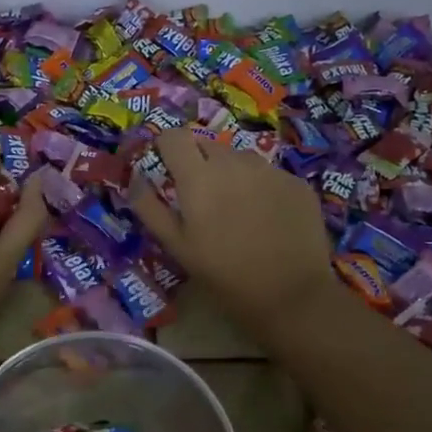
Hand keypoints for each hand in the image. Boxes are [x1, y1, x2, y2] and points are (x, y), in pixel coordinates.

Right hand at [130, 127, 340, 340]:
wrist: (291, 294)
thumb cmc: (224, 274)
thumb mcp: (177, 247)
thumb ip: (150, 207)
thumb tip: (136, 177)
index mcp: (199, 177)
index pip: (174, 136)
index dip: (166, 147)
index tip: (166, 167)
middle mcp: (234, 162)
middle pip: (207, 146)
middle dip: (198, 163)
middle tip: (201, 199)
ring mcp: (269, 169)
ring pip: (239, 159)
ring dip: (230, 174)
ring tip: (236, 210)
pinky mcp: (295, 182)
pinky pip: (268, 174)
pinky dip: (260, 188)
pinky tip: (266, 219)